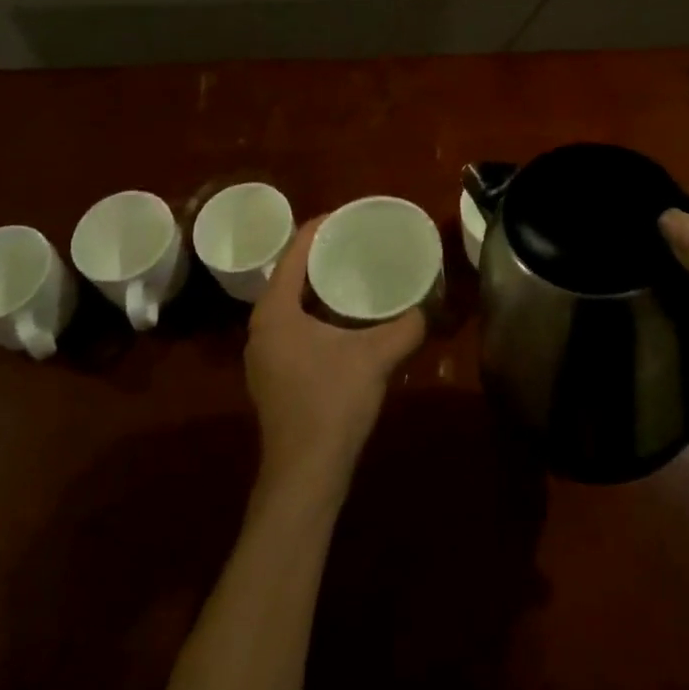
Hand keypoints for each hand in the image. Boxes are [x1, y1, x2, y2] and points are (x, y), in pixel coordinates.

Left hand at [245, 218, 425, 498]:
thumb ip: (406, 326)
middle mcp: (261, 327)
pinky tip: (346, 319)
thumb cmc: (332, 403)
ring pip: (292, 303)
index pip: (294, 252)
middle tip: (358, 241)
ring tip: (354, 272)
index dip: (321, 228)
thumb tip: (427, 308)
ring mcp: (264, 354)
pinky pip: (294, 326)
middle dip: (323, 255)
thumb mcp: (376, 357)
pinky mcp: (274, 375)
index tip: (350, 215)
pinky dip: (317, 312)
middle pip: (291, 274)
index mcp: (275, 311)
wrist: (305, 475)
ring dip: (320, 286)